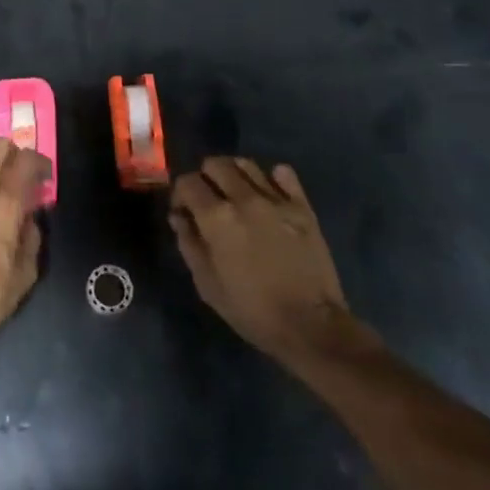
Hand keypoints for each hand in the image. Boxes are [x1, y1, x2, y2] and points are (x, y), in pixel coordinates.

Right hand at [170, 157, 351, 364]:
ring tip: (236, 195)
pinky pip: (284, 174)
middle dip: (205, 178)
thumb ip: (189, 243)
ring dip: (234, 174)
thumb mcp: (207, 284)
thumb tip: (178, 216)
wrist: (310, 325)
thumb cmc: (251, 310)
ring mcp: (276, 199)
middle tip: (209, 201)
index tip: (184, 212)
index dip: (180, 194)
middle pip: (216, 164)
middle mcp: (244, 198)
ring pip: (247, 164)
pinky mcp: (303, 206)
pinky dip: (272, 177)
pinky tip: (268, 194)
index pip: (188, 182)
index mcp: (217, 218)